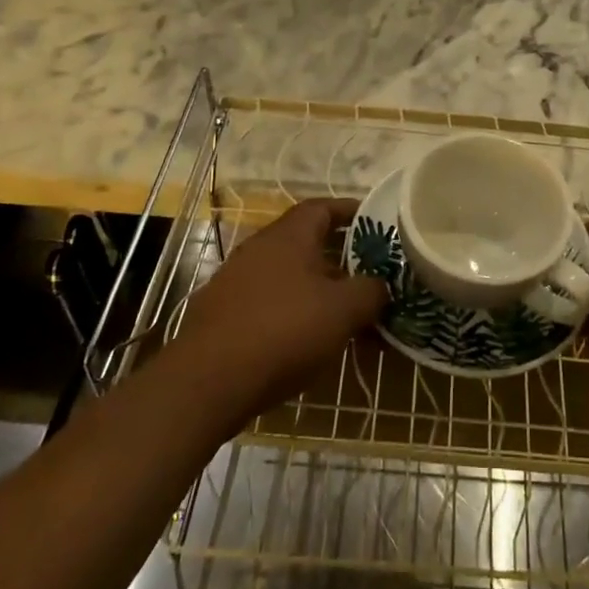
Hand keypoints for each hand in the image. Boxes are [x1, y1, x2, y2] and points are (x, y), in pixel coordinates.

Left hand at [164, 199, 386, 421]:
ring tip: (344, 316)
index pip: (323, 206)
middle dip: (340, 259)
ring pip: (289, 276)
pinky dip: (293, 313)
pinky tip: (307, 342)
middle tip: (368, 276)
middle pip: (307, 243)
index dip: (351, 211)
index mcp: (289, 235)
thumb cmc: (284, 331)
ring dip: (317, 290)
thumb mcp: (343, 310)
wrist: (208, 382)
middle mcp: (259, 248)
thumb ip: (370, 291)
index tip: (376, 223)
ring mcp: (236, 281)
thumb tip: (380, 285)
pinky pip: (269, 303)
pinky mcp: (223, 315)